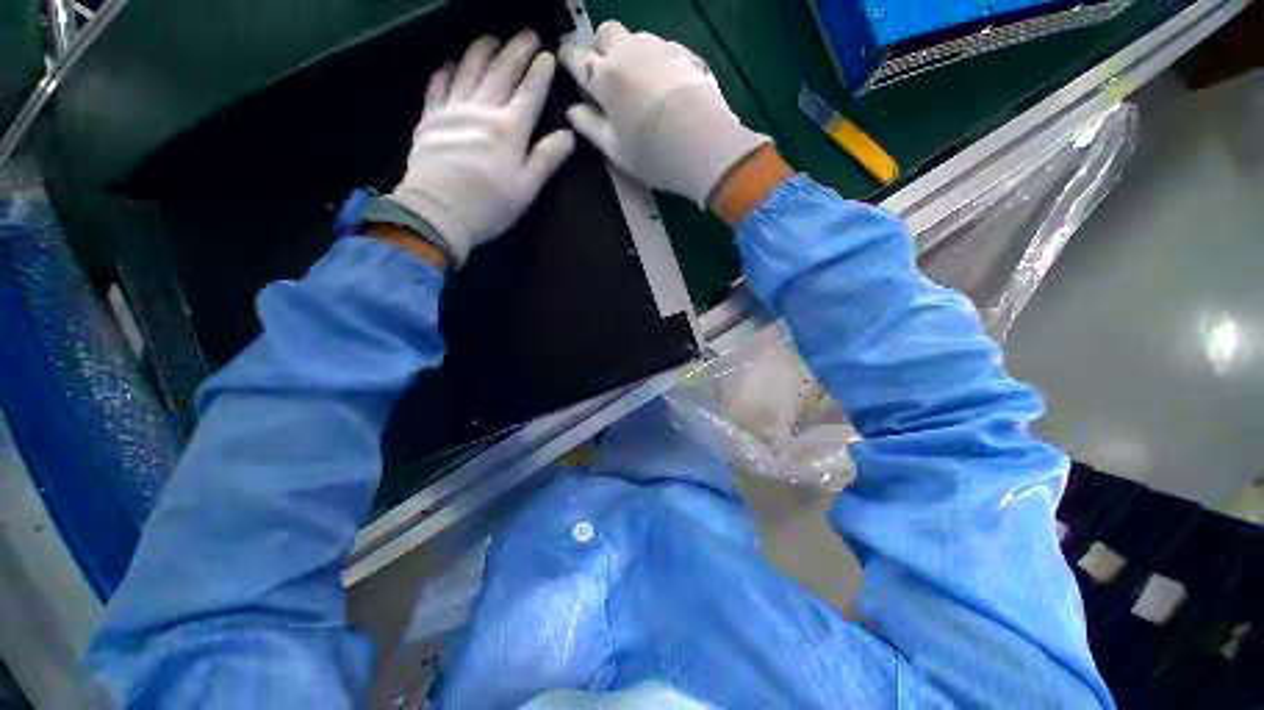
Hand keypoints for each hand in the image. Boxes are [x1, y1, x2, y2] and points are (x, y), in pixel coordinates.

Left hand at [383, 31, 575, 267]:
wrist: (438, 212)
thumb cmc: (490, 206)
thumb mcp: (527, 189)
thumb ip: (547, 159)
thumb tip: (569, 135)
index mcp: (510, 130)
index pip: (529, 93)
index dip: (540, 73)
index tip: (548, 55)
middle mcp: (482, 111)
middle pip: (501, 73)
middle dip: (516, 51)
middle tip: (527, 34)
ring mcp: (453, 110)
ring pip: (469, 70)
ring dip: (482, 50)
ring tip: (491, 38)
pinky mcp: (430, 118)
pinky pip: (438, 86)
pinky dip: (446, 71)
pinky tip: (451, 63)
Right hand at [559, 22, 769, 207]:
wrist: (705, 146)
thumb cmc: (653, 155)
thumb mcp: (615, 150)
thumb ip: (590, 126)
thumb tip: (572, 110)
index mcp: (605, 77)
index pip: (576, 56)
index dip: (568, 58)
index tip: (567, 63)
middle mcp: (628, 52)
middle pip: (606, 32)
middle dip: (600, 47)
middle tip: (605, 73)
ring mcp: (659, 48)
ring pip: (635, 37)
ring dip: (629, 53)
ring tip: (638, 82)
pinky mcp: (685, 53)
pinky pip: (662, 48)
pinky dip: (655, 61)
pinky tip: (664, 85)